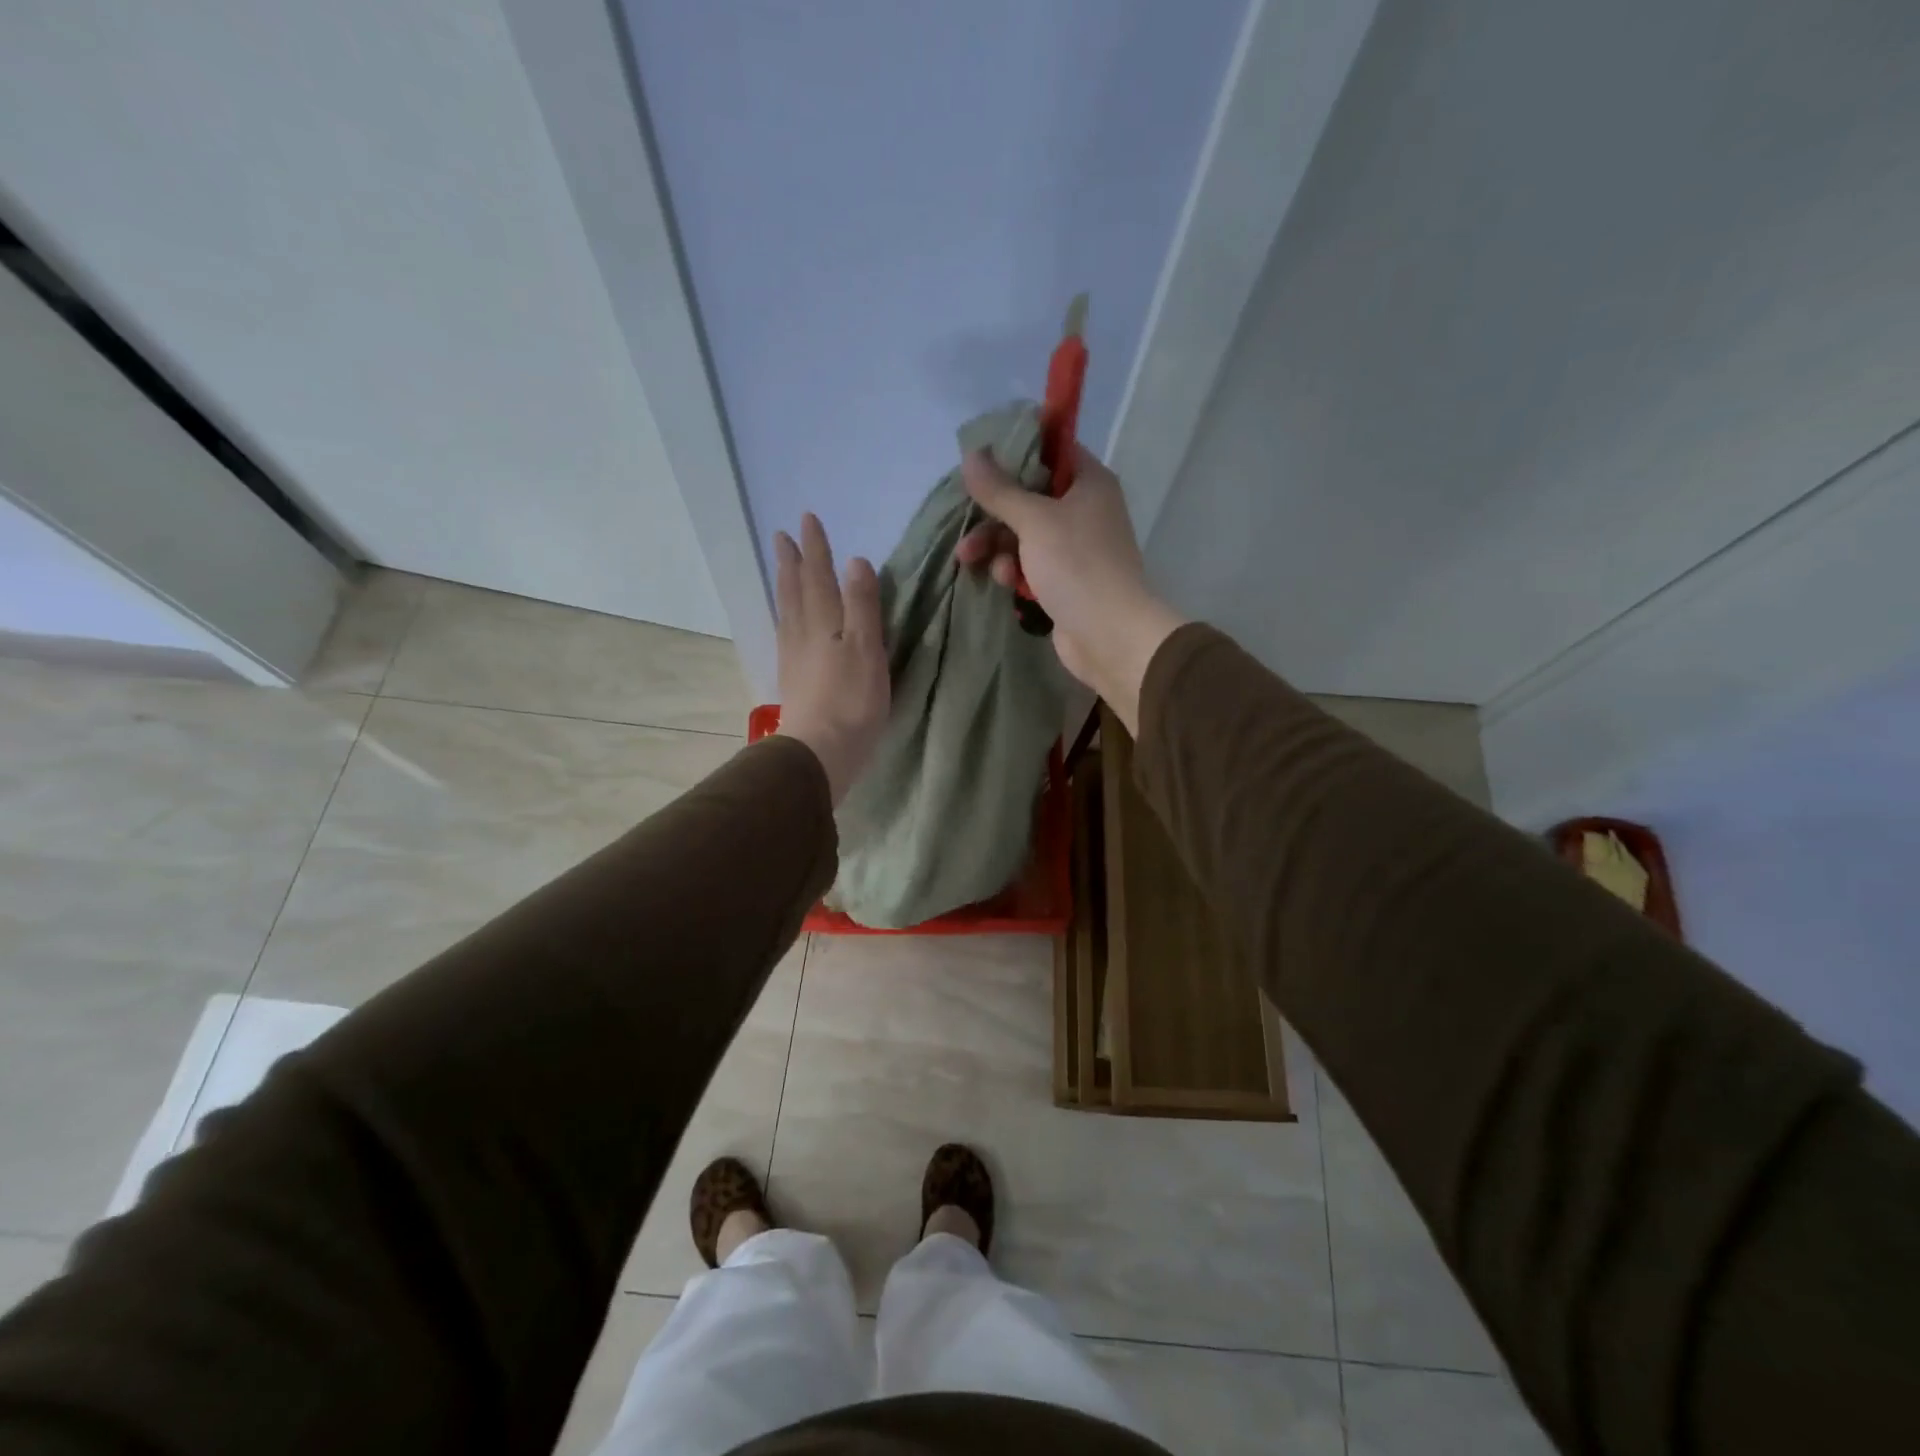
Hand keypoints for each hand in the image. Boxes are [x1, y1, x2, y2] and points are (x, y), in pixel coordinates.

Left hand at [773, 514, 888, 804]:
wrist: (820, 750)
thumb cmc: (852, 700)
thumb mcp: (866, 648)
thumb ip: (861, 605)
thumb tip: (855, 562)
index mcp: (824, 622)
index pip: (819, 576)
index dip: (815, 548)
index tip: (807, 519)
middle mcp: (803, 633)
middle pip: (795, 590)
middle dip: (792, 561)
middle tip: (782, 536)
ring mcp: (794, 657)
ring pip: (787, 610)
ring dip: (784, 584)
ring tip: (782, 568)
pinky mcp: (793, 679)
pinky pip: (785, 632)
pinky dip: (785, 615)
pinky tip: (786, 621)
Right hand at [955, 445, 1185, 733]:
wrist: (1109, 635)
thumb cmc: (1077, 565)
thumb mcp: (1035, 520)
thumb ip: (1000, 489)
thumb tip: (971, 455)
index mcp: (1089, 483)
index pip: (1053, 449)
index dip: (1017, 451)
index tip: (981, 460)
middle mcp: (1084, 510)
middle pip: (1029, 497)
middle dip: (994, 513)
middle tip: (966, 524)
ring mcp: (1074, 548)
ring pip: (1023, 534)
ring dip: (996, 545)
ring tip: (971, 560)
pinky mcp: (1063, 581)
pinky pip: (1029, 564)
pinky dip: (1013, 569)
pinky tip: (1004, 582)